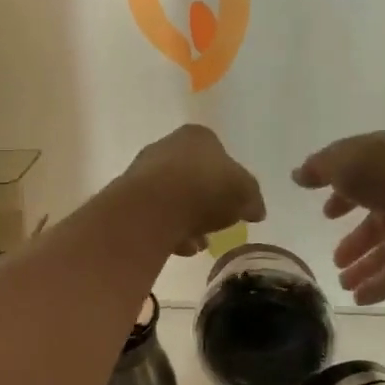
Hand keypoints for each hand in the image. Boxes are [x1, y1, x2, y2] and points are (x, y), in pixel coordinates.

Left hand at [125, 125, 266, 255]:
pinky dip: (168, 231)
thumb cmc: (206, 188)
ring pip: (173, 198)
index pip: (218, 153)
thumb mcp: (245, 193)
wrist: (154, 207)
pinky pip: (155, 215)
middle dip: (205, 203)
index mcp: (197, 136)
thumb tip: (256, 210)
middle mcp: (167, 146)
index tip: (235, 203)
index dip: (229, 180)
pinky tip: (180, 248)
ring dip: (187, 221)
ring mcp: (144, 171)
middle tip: (217, 226)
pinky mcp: (128, 197)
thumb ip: (252, 199)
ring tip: (199, 244)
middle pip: (193, 176)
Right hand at [292, 132, 384, 304]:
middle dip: (355, 240)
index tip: (327, 214)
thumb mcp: (343, 160)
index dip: (342, 198)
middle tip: (335, 259)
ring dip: (364, 267)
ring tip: (341, 283)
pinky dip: (379, 287)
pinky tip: (359, 300)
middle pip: (374, 222)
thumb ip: (318, 168)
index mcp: (383, 166)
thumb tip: (298, 175)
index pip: (361, 183)